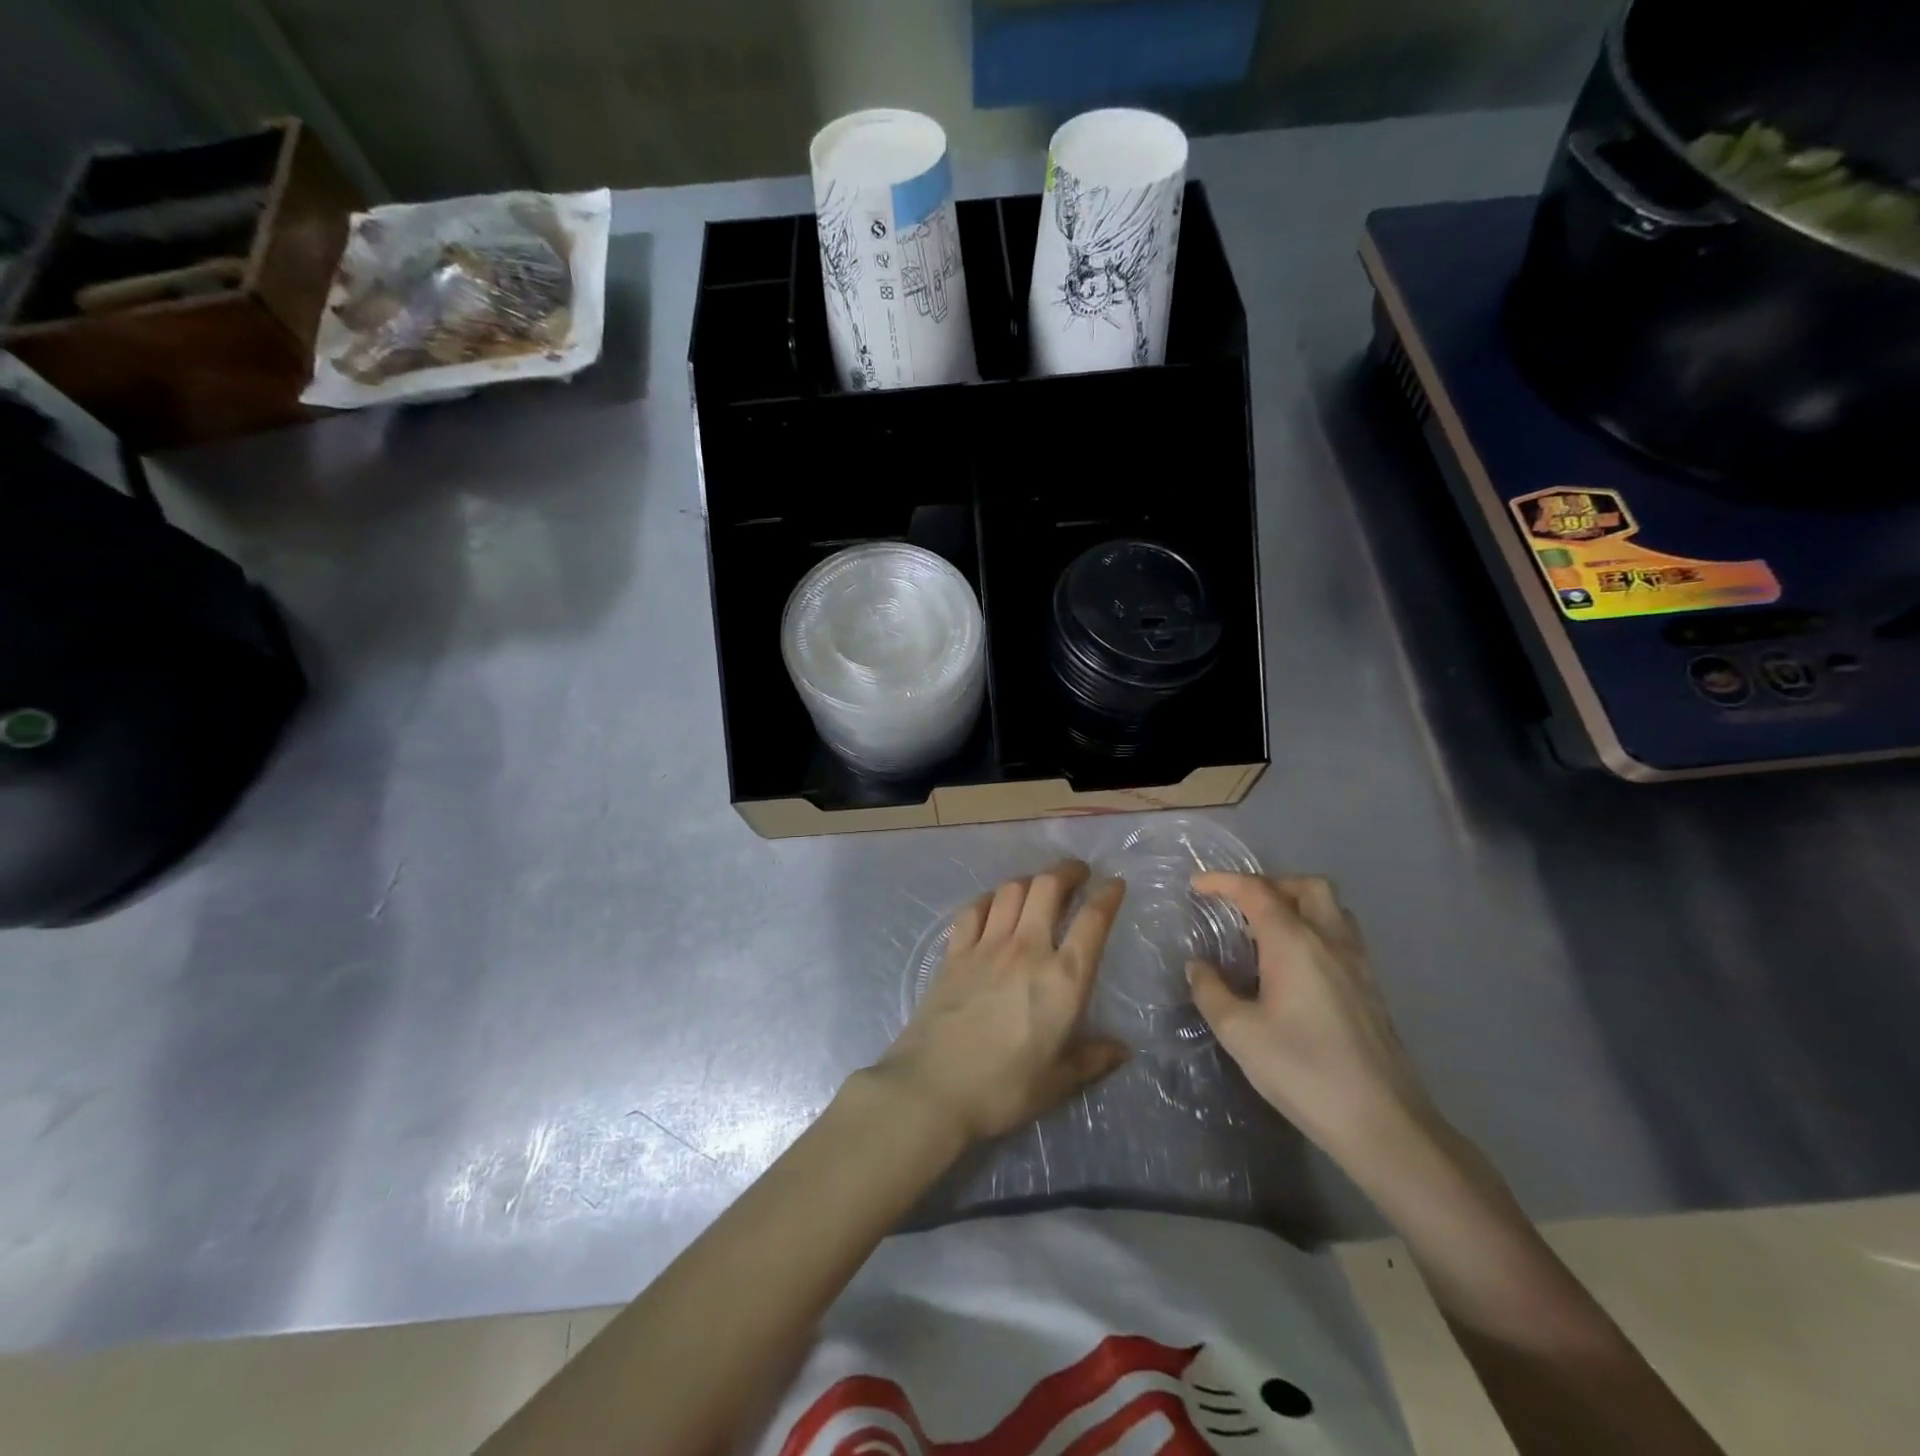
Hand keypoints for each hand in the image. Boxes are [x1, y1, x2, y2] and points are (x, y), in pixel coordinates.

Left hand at [874, 860, 1129, 1143]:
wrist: (933, 1087)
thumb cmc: (1004, 1089)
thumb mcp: (1058, 1082)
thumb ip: (1092, 1059)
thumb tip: (1122, 1049)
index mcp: (1063, 979)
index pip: (1093, 921)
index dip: (1108, 896)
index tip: (1114, 884)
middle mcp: (1028, 949)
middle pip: (1048, 887)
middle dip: (1067, 871)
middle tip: (1077, 872)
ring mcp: (987, 946)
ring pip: (1011, 890)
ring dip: (1030, 880)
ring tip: (1038, 886)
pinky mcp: (955, 952)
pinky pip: (974, 909)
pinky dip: (989, 899)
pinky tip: (993, 905)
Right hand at [1187, 873, 1442, 1169]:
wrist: (1383, 1124)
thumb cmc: (1303, 1071)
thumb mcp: (1239, 1033)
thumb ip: (1211, 991)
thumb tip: (1198, 966)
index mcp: (1295, 943)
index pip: (1257, 892)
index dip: (1224, 882)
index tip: (1196, 885)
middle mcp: (1330, 941)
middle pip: (1306, 886)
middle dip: (1270, 884)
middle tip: (1240, 905)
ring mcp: (1358, 964)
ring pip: (1332, 909)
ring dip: (1297, 904)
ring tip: (1267, 931)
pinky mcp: (1371, 989)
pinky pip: (1342, 937)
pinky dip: (1314, 931)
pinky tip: (1295, 967)